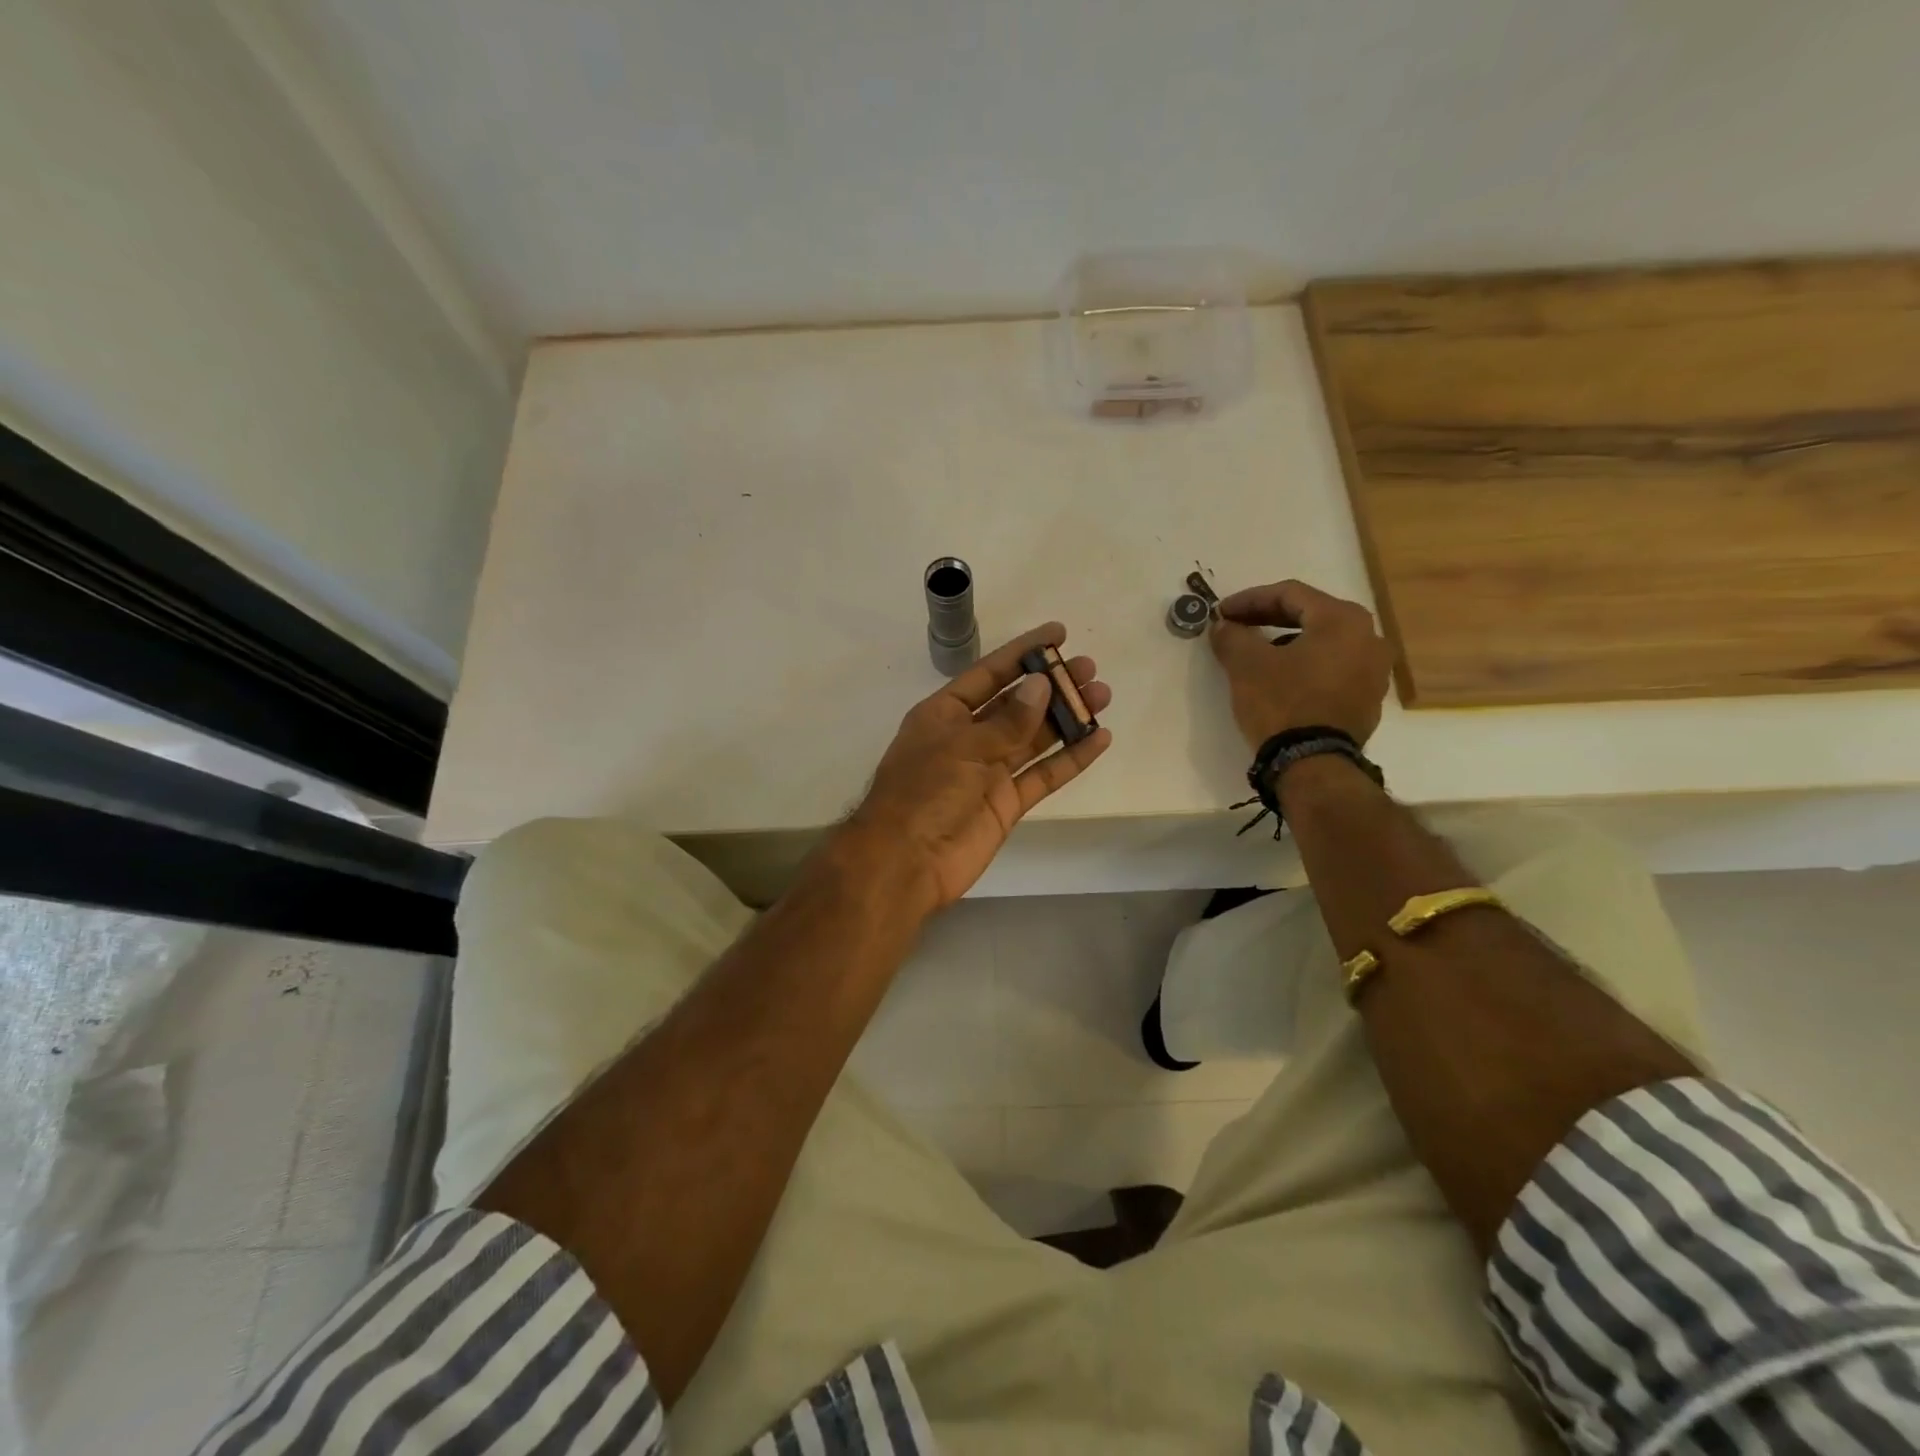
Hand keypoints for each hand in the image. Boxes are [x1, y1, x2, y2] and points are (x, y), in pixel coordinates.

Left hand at [845, 623, 1111, 911]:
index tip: (1059, 634)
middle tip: (1090, 670)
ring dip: (1067, 718)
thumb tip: (1041, 685)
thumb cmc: (923, 792)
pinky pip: (1044, 775)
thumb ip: (1007, 720)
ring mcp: (989, 772)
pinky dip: (1071, 759)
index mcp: (945, 714)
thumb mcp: (962, 746)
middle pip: (1017, 704)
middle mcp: (968, 737)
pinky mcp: (1008, 803)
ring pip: (1035, 737)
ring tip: (1102, 696)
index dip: (1022, 652)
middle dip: (1052, 685)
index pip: (989, 673)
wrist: (907, 862)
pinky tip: (1099, 739)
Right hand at [1209, 580, 1392, 748]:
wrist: (1313, 764)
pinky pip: (1332, 668)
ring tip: (1257, 653)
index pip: (1289, 594)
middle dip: (1268, 618)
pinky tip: (1281, 678)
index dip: (1249, 600)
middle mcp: (1369, 637)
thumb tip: (1224, 626)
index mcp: (1343, 620)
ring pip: (1323, 642)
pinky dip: (1305, 665)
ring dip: (1287, 641)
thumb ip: (1233, 636)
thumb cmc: (1282, 703)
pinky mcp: (1368, 699)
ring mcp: (1374, 670)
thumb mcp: (1246, 665)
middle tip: (1236, 626)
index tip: (1221, 612)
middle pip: (1310, 615)